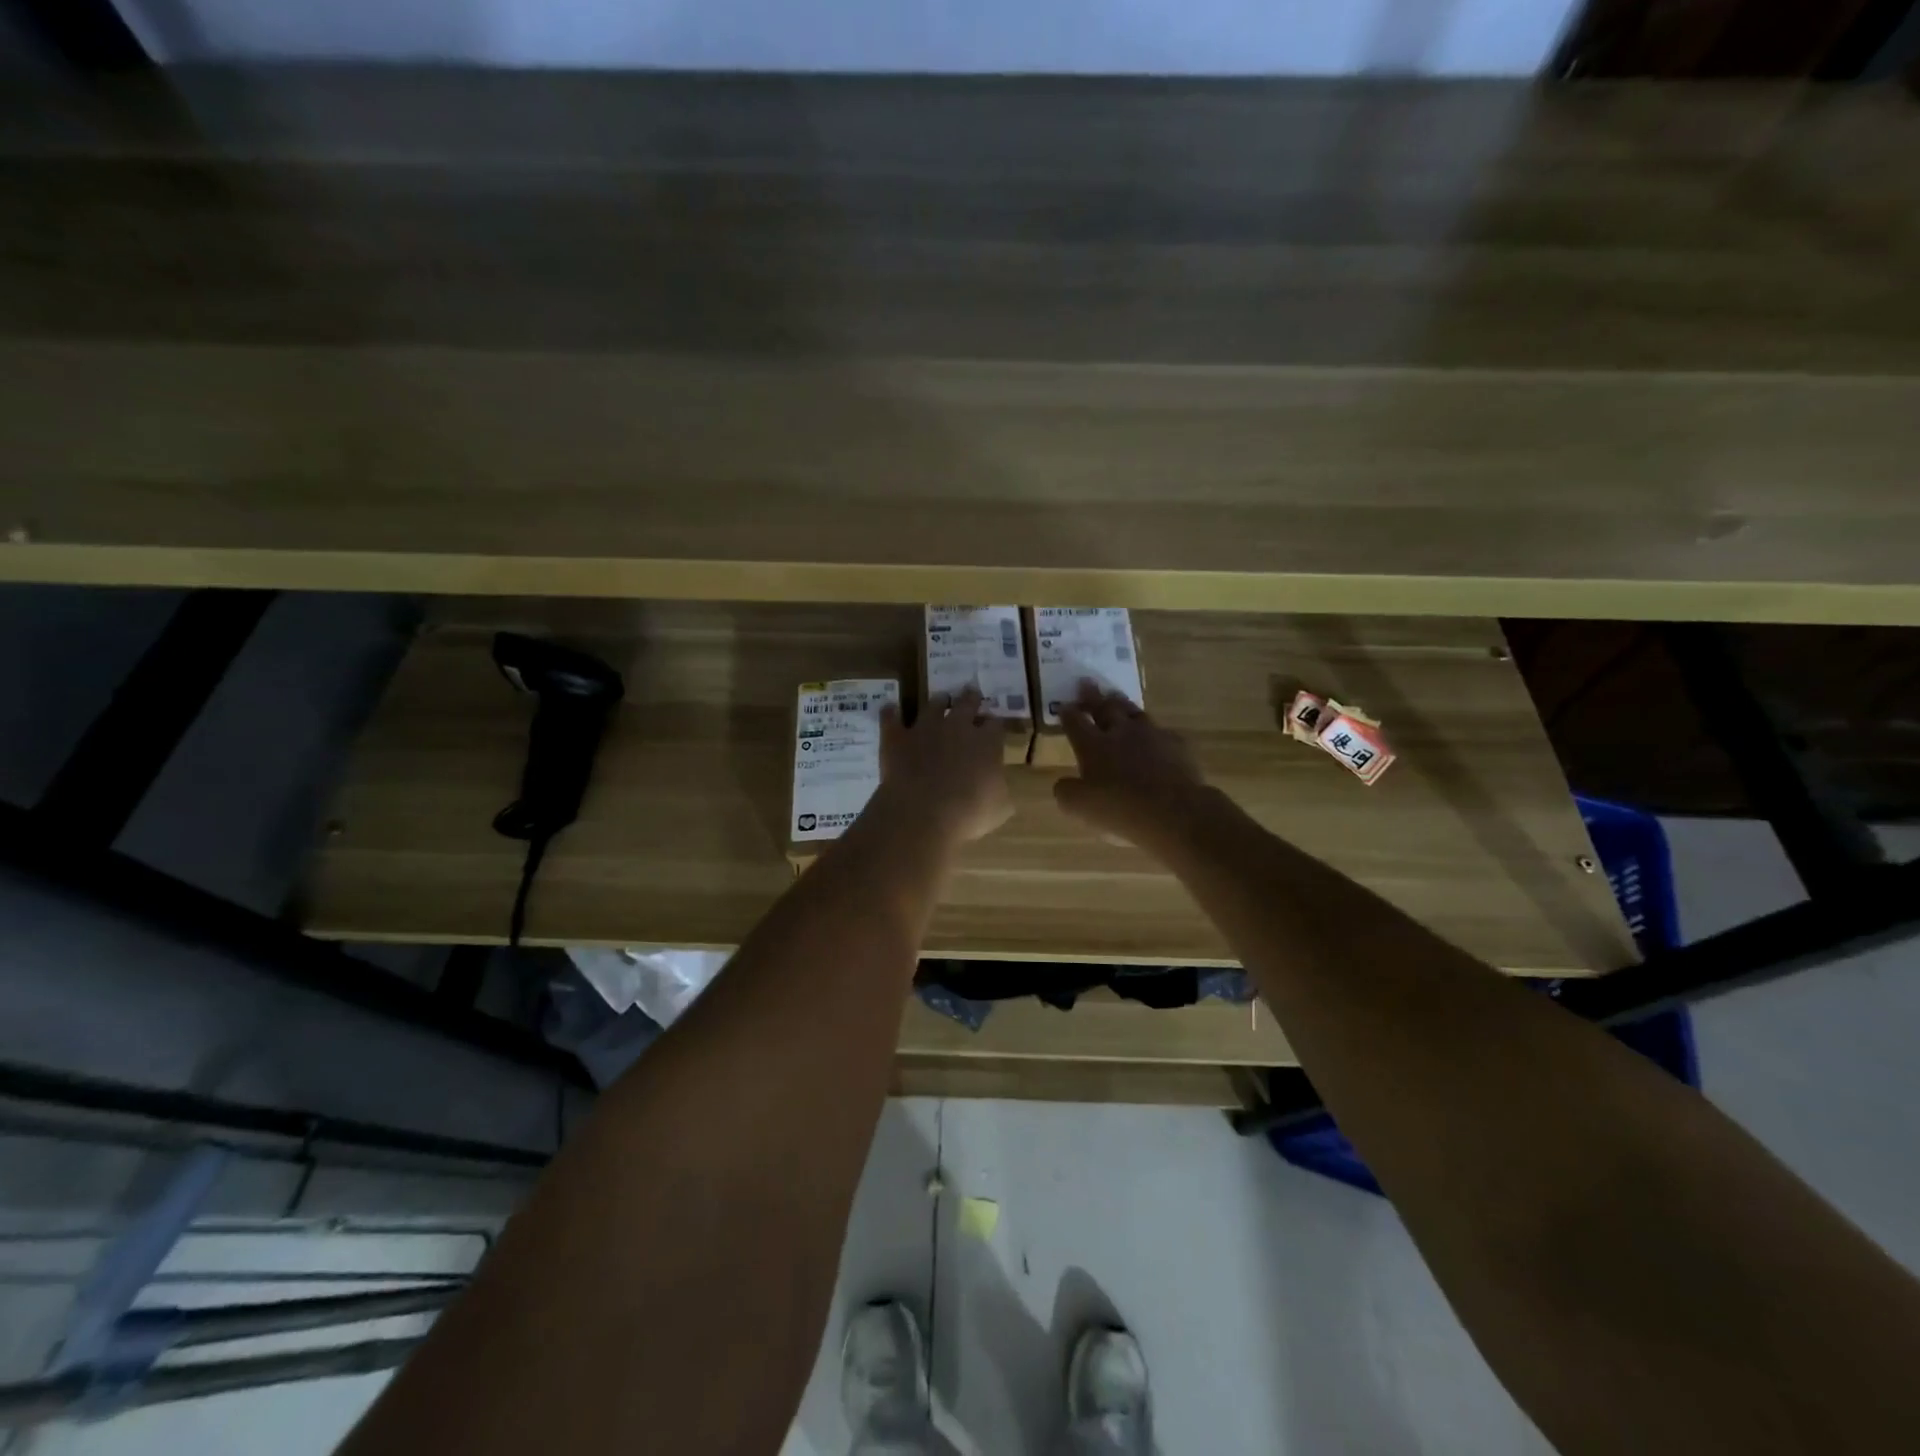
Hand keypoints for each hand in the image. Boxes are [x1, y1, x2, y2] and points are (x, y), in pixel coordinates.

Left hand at [878, 688, 1013, 845]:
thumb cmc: (968, 813)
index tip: (994, 727)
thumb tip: (998, 788)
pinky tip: (890, 708)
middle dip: (970, 698)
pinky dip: (891, 713)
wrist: (922, 812)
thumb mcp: (999, 809)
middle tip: (971, 694)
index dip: (995, 725)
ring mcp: (925, 728)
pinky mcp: (897, 737)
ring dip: (937, 701)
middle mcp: (957, 727)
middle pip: (967, 703)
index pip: (995, 724)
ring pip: (932, 705)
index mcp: (987, 743)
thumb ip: (1000, 792)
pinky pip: (891, 718)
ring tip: (939, 699)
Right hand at [1053, 682, 1216, 854]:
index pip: (1076, 723)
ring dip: (1121, 703)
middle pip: (1104, 708)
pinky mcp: (1177, 746)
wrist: (1174, 811)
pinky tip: (1155, 734)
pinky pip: (1162, 732)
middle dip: (1093, 696)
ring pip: (1133, 712)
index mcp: (1093, 746)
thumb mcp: (1079, 807)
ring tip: (1116, 696)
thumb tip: (1064, 783)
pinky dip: (1154, 731)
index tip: (1064, 705)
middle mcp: (1120, 733)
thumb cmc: (1120, 808)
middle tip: (1086, 682)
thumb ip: (1066, 792)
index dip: (1068, 713)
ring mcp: (1151, 736)